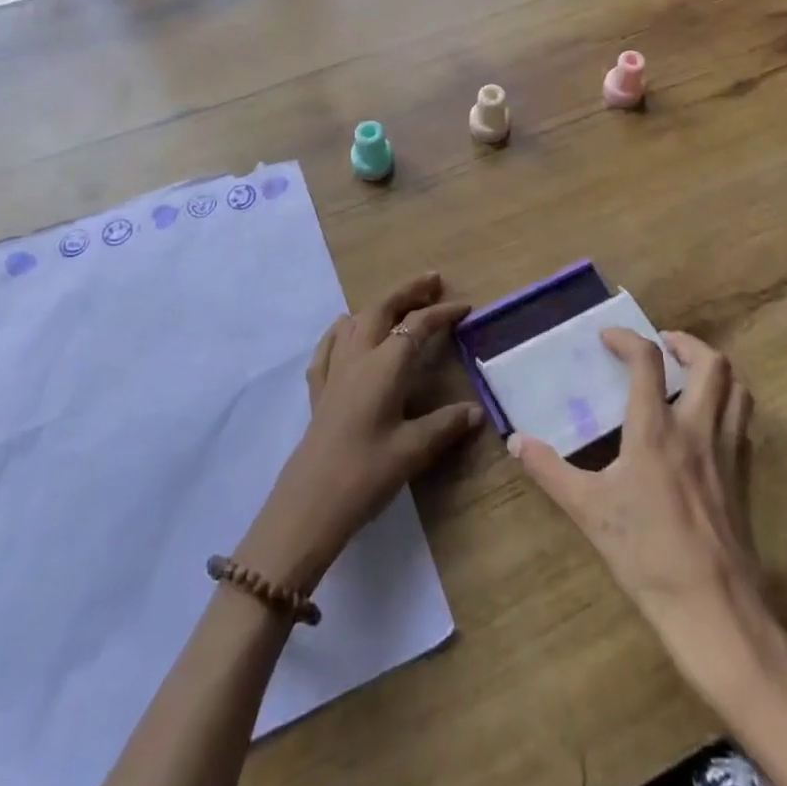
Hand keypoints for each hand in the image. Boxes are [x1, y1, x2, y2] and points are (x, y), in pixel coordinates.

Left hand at [237, 274, 483, 594]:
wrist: (310, 503)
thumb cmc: (366, 473)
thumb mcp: (413, 450)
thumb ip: (445, 425)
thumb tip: (476, 411)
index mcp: (384, 366)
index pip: (417, 326)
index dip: (442, 313)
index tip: (465, 307)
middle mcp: (358, 357)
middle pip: (382, 309)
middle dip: (408, 291)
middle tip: (432, 282)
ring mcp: (334, 371)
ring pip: (355, 321)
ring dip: (378, 306)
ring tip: (396, 304)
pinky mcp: (318, 390)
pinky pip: (328, 346)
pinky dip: (342, 330)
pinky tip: (344, 330)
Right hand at [510, 330, 768, 658]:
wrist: (713, 608)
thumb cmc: (646, 553)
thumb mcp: (587, 510)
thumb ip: (549, 470)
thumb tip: (515, 441)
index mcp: (656, 429)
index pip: (647, 361)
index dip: (627, 339)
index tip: (608, 337)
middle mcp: (697, 428)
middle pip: (711, 363)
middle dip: (686, 344)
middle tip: (663, 346)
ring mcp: (727, 452)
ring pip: (737, 390)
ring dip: (714, 371)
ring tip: (688, 375)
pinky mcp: (744, 477)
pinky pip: (742, 424)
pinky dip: (727, 407)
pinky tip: (705, 425)